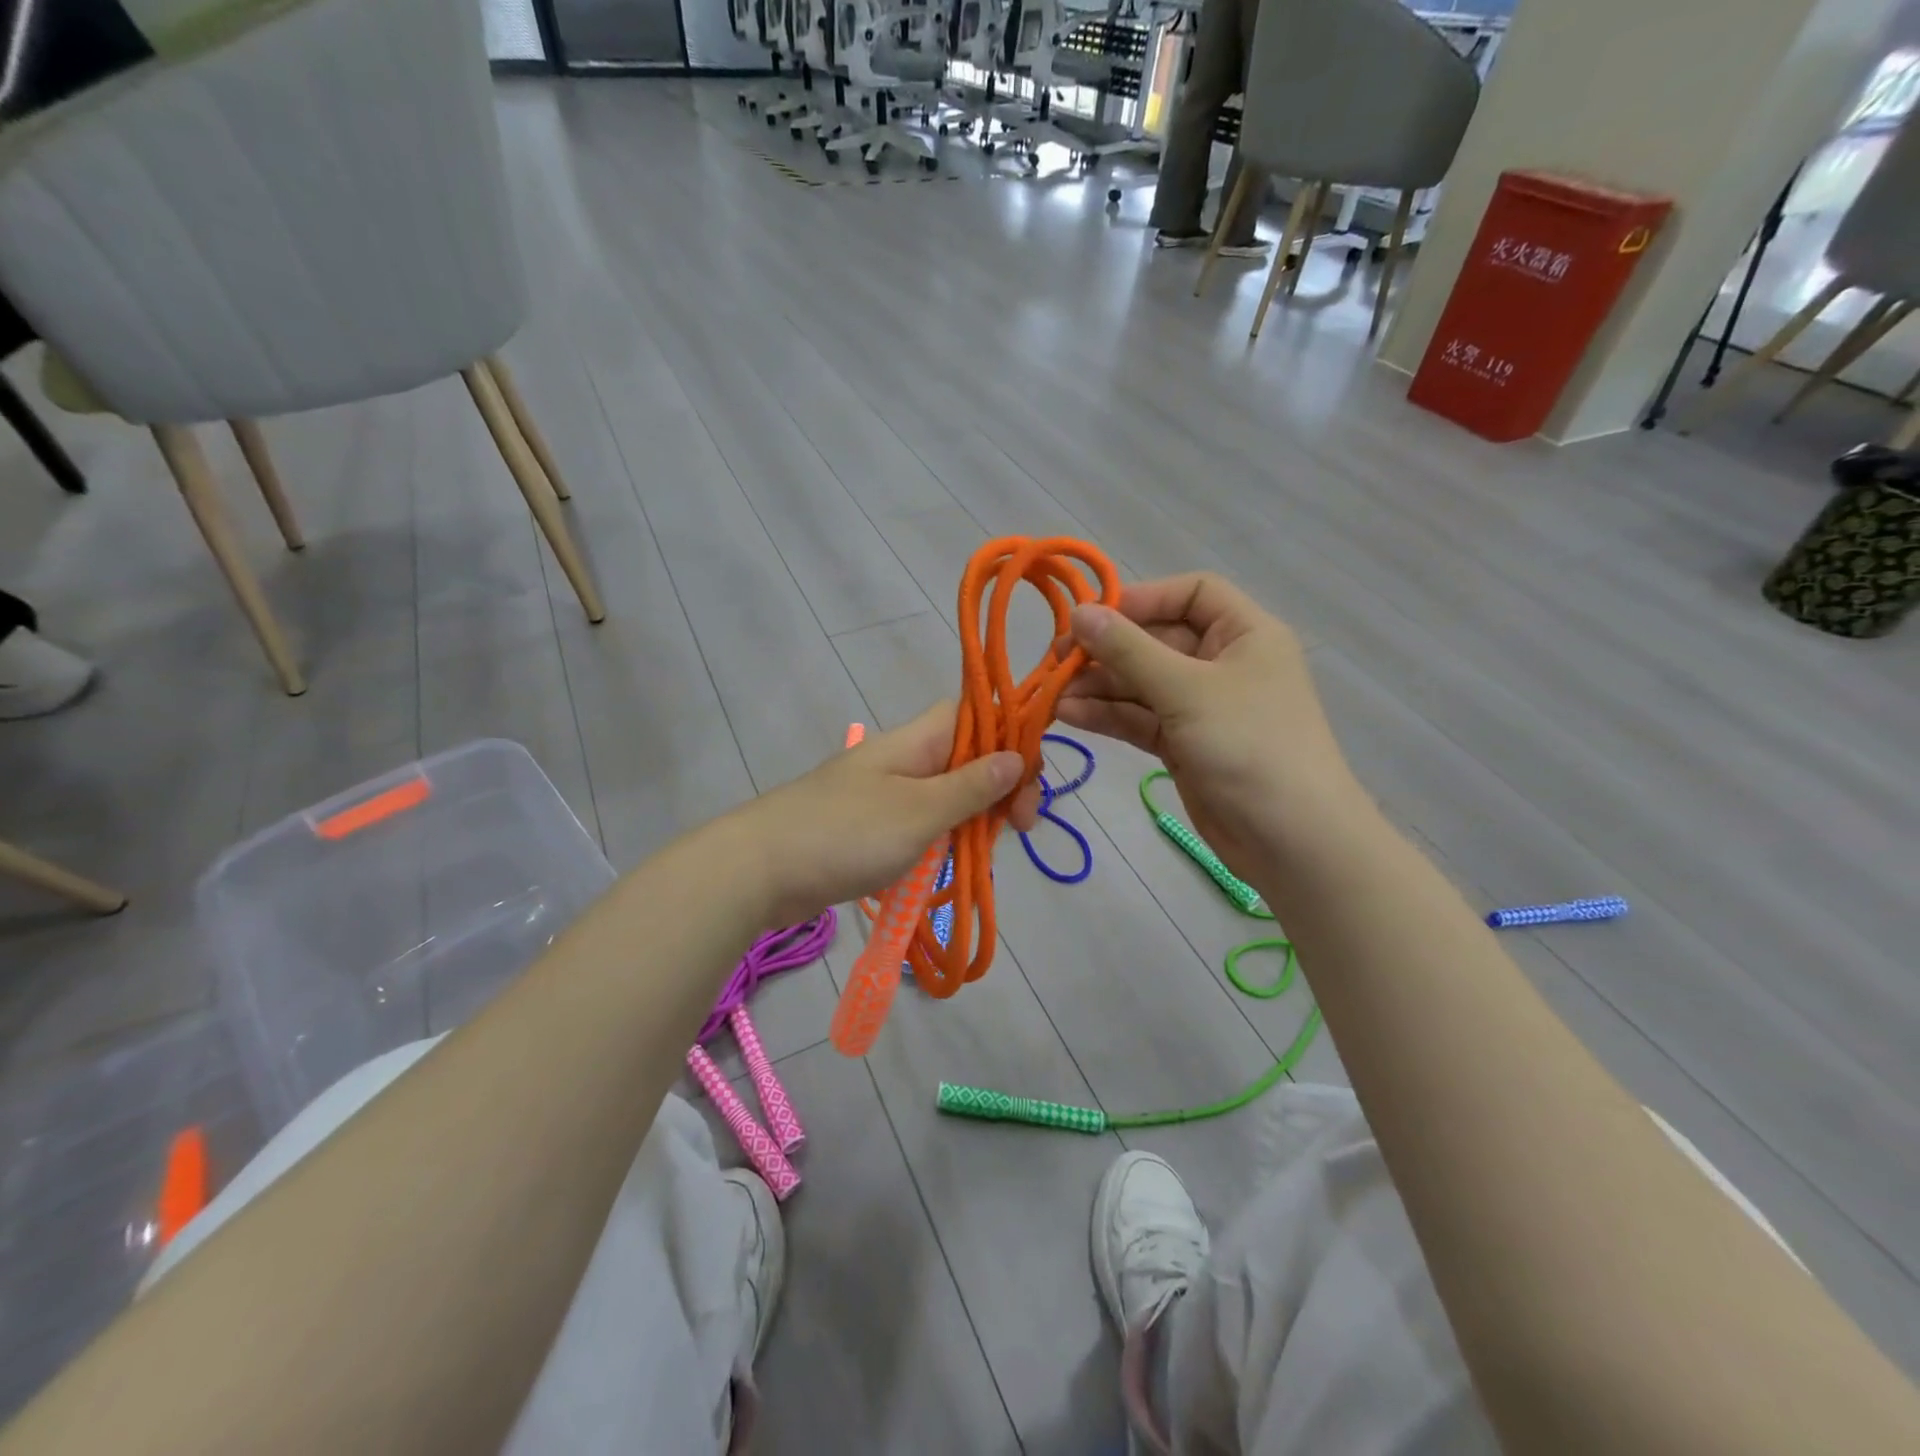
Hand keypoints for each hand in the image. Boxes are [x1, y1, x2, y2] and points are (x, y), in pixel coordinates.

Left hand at [727, 701, 1043, 928]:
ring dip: (974, 818)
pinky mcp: (870, 827)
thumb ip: (970, 786)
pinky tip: (955, 863)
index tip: (1029, 781)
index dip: (1010, 735)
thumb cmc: (844, 834)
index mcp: (915, 741)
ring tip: (987, 852)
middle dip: (1000, 787)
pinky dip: (944, 840)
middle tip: (1018, 829)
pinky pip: (922, 823)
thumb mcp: (919, 812)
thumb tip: (1016, 755)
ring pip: (948, 794)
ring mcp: (884, 793)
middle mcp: (903, 759)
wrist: (757, 870)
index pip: (975, 714)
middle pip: (967, 757)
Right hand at [1056, 573, 1361, 882]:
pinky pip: (1140, 719)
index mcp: (1244, 634)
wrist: (1290, 841)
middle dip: (1107, 650)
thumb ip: (1129, 650)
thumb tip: (1079, 612)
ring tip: (1053, 694)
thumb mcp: (1186, 690)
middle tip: (1057, 660)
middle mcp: (1223, 663)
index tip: (1093, 616)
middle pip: (1157, 640)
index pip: (1191, 594)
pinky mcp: (1184, 745)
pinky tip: (1069, 714)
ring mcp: (1202, 707)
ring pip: (1142, 684)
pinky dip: (1108, 716)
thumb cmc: (1249, 746)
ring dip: (1099, 686)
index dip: (1142, 598)